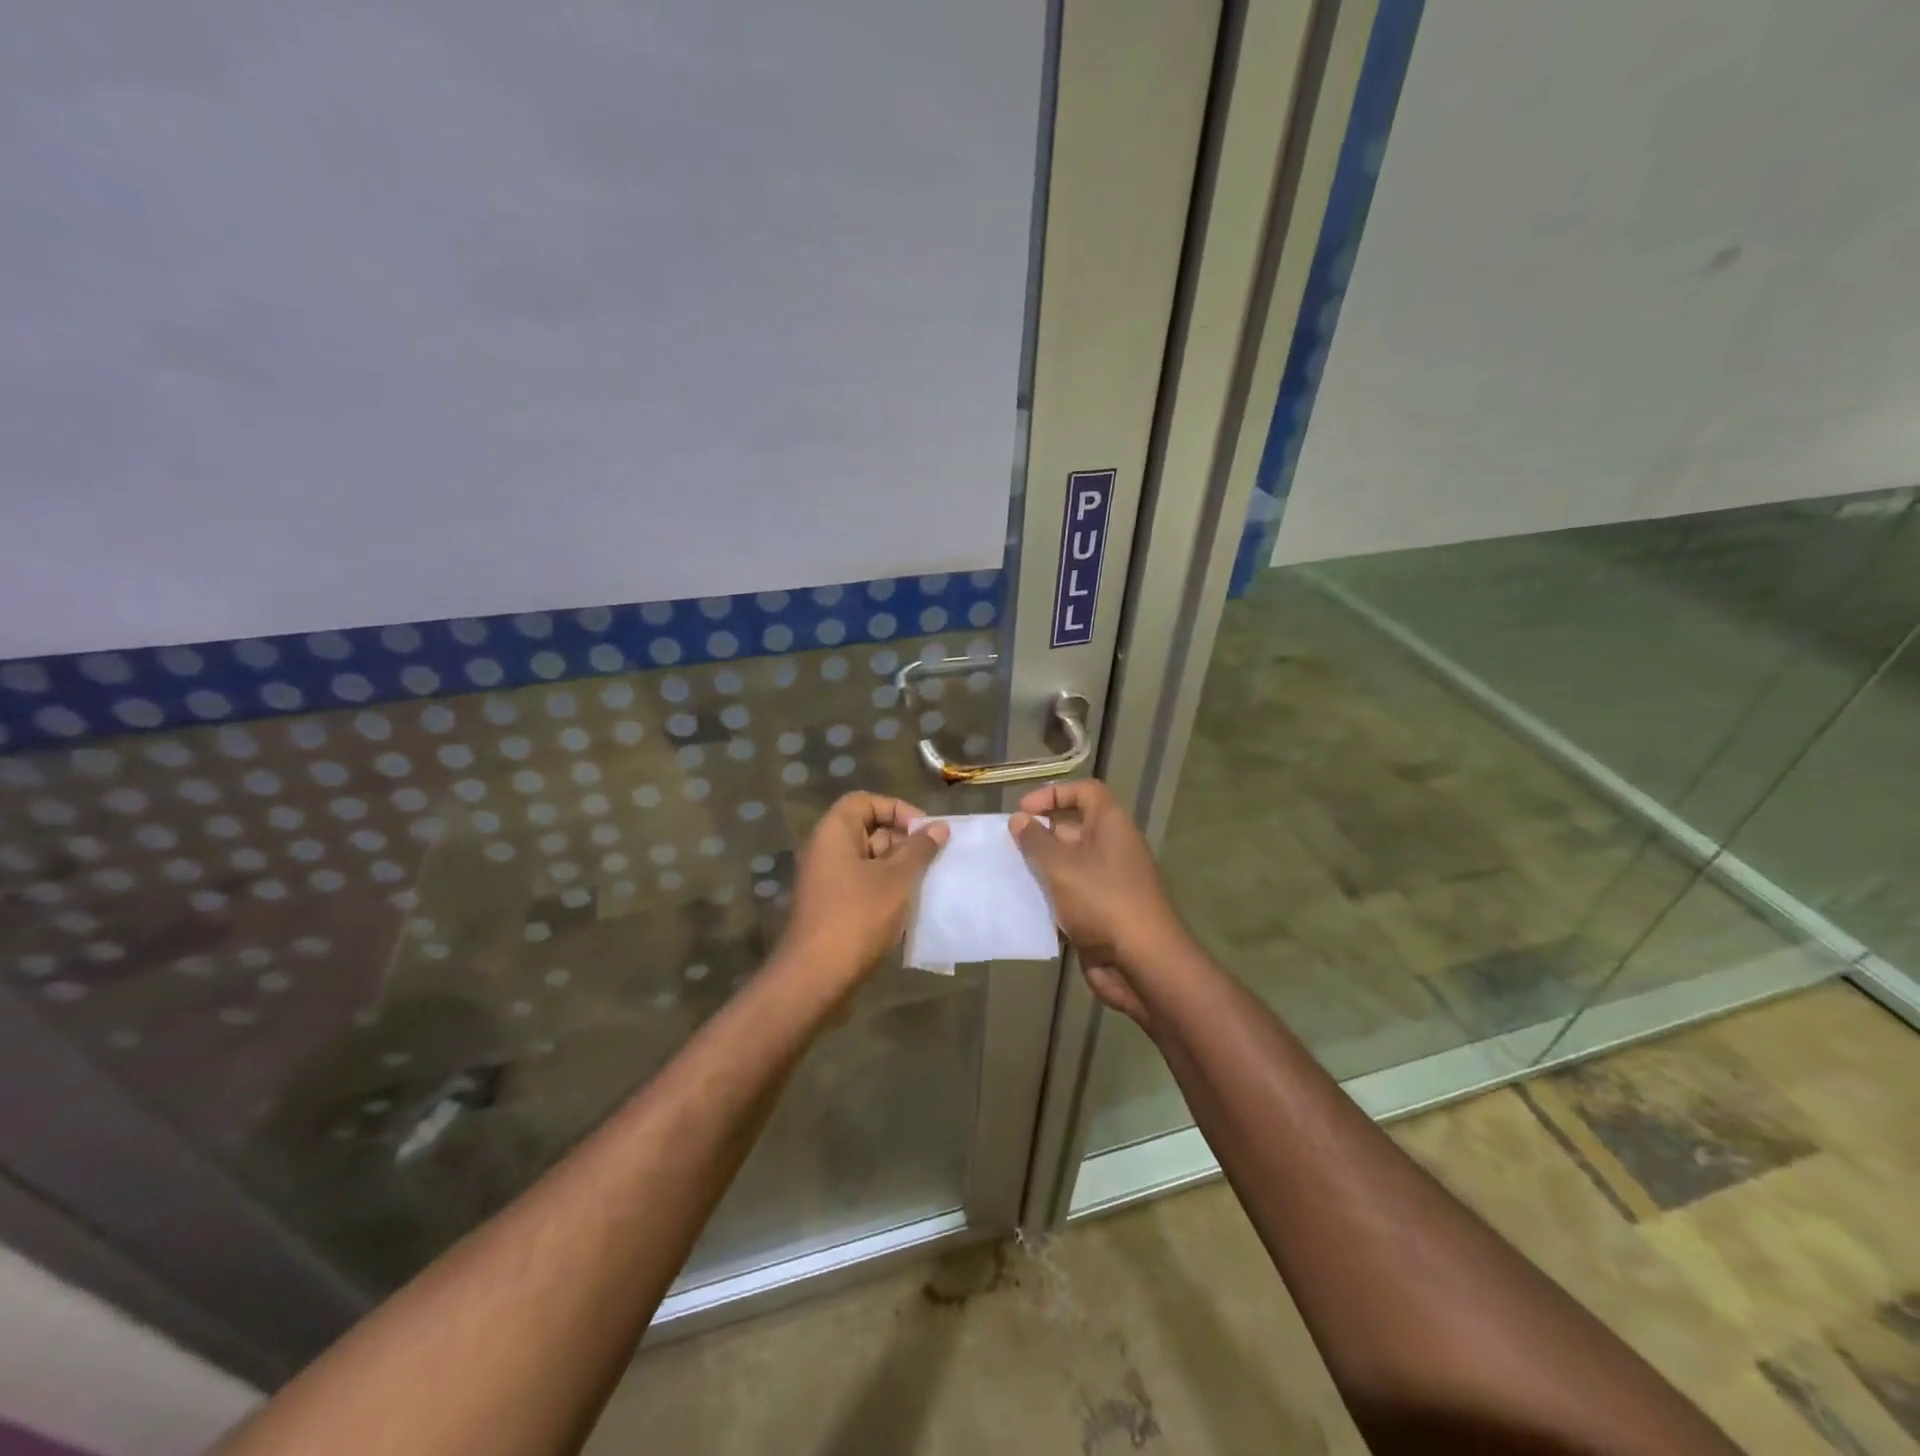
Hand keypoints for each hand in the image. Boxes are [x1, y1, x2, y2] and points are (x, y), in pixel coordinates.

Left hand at [780, 792, 948, 985]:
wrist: (817, 977)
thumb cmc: (858, 917)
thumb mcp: (896, 879)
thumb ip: (919, 849)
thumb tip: (939, 826)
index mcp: (834, 833)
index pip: (865, 801)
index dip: (896, 809)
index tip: (923, 831)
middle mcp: (826, 851)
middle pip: (868, 830)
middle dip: (903, 842)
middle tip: (932, 860)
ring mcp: (827, 882)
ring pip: (869, 861)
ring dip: (899, 869)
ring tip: (926, 885)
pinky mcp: (833, 908)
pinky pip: (863, 886)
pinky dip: (886, 891)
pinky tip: (910, 909)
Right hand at [1009, 780, 1190, 1024]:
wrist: (1142, 963)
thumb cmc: (1102, 901)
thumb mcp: (1061, 866)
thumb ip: (1036, 841)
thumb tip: (1019, 819)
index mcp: (1111, 825)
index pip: (1085, 792)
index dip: (1053, 794)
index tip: (1023, 811)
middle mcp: (1112, 847)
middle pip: (1073, 827)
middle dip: (1040, 833)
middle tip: (1007, 846)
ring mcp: (1108, 881)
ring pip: (1068, 863)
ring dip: (1041, 868)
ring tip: (1008, 873)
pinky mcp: (1101, 911)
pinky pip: (1071, 893)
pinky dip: (1049, 896)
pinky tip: (1023, 904)